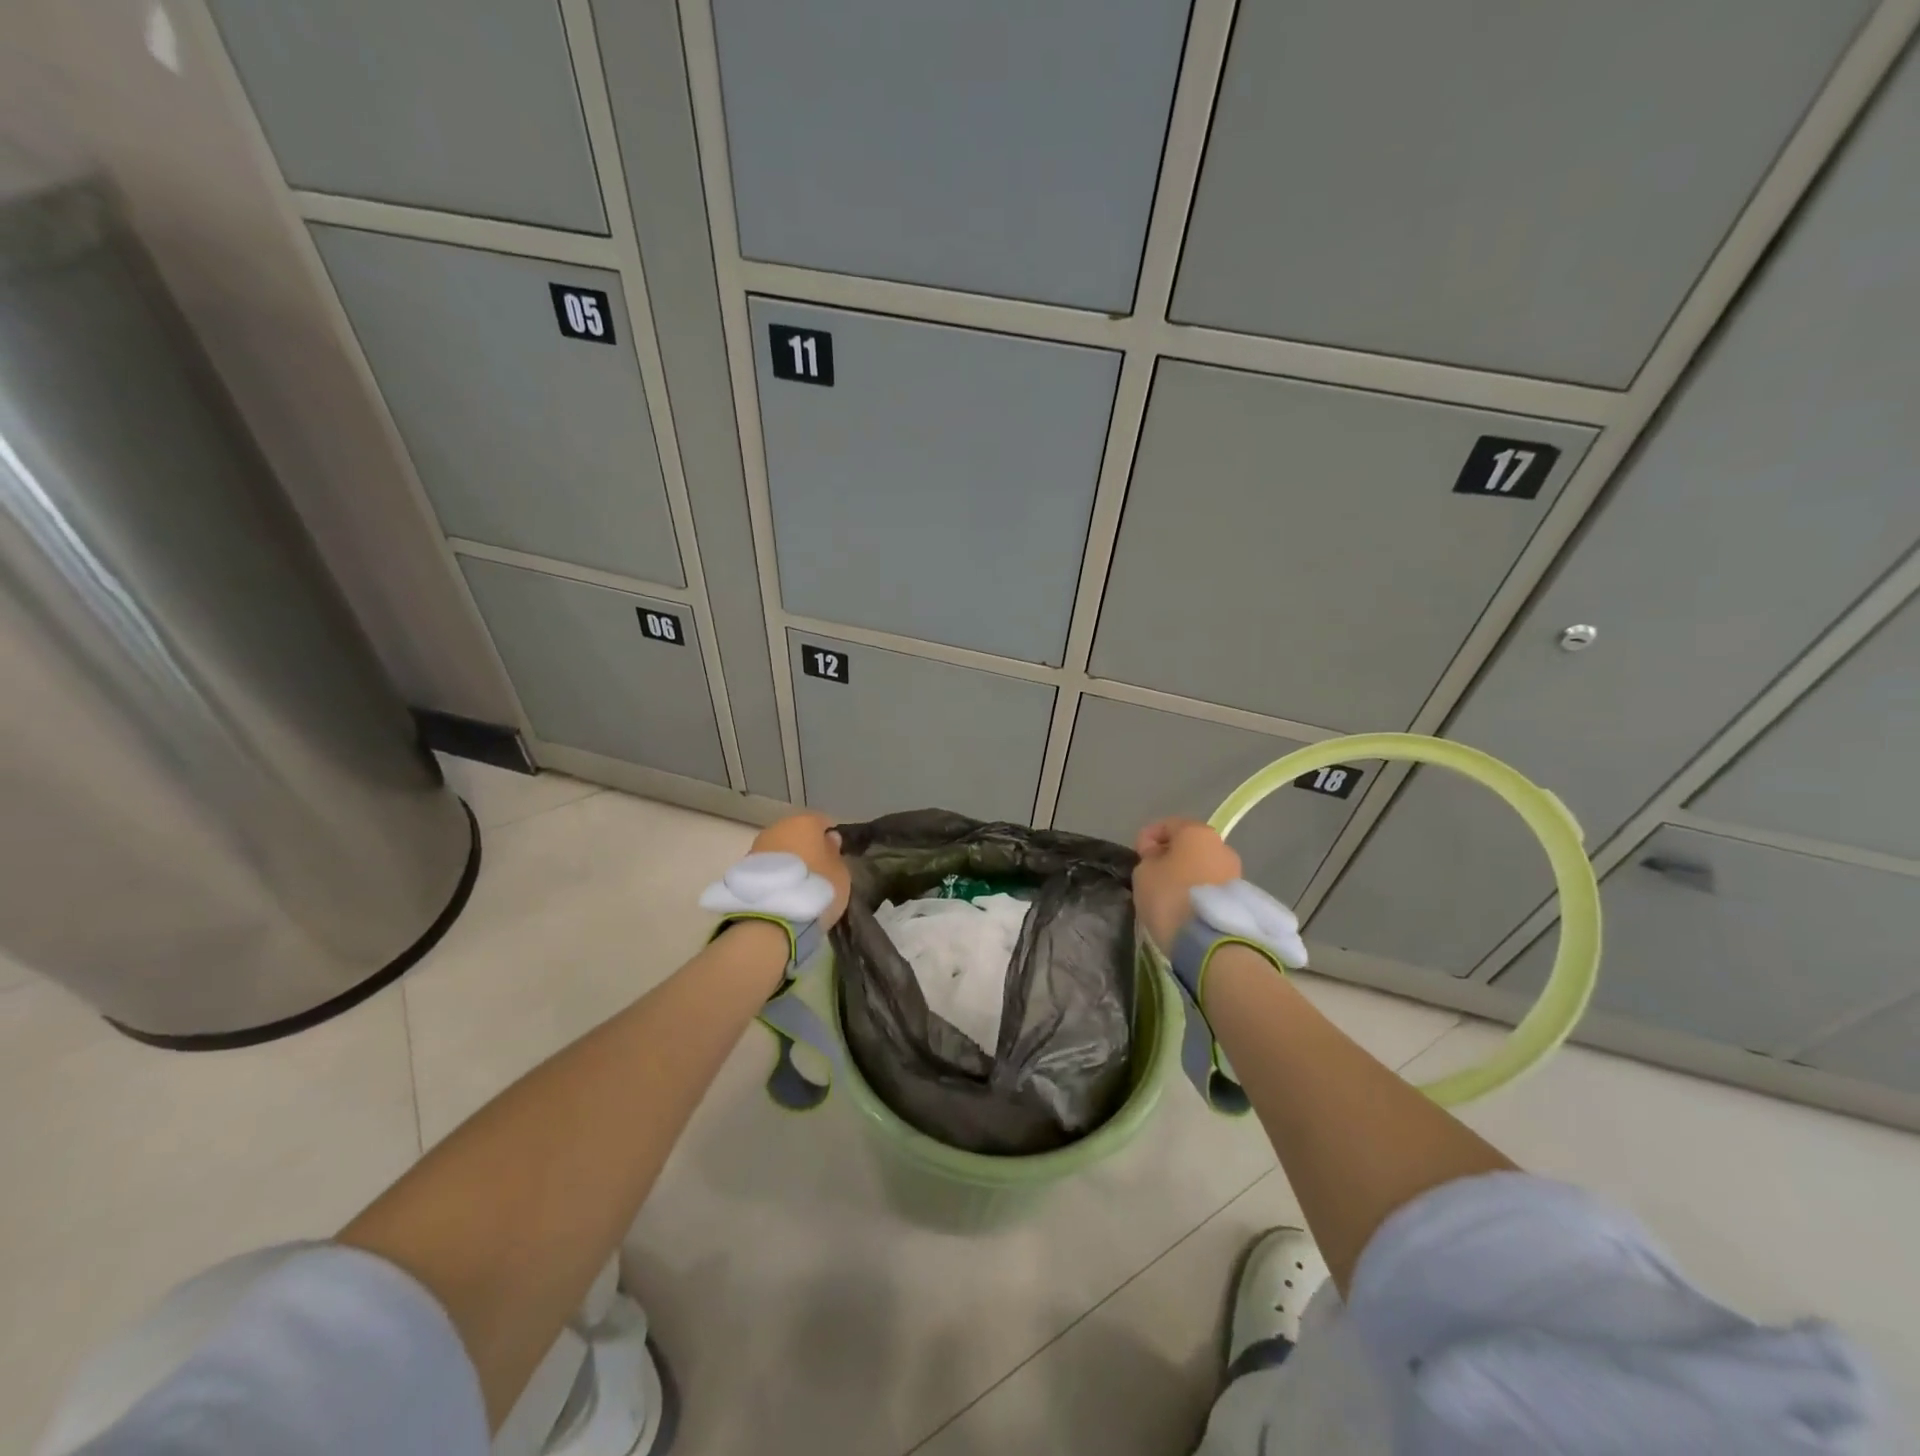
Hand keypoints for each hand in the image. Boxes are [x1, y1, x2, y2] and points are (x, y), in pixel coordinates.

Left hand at [750, 812, 850, 928]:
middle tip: (816, 872)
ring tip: (796, 887)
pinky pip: (765, 868)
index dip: (829, 838)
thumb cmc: (815, 888)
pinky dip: (773, 876)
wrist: (771, 918)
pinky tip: (781, 894)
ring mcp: (756, 847)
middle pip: (796, 834)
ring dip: (787, 863)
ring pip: (778, 850)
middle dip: (805, 849)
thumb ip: (834, 853)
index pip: (822, 822)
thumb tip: (828, 840)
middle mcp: (778, 827)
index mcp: (805, 822)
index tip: (835, 856)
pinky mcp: (742, 869)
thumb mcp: (840, 873)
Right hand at [1132, 817, 1241, 949]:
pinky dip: (1197, 892)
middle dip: (1171, 856)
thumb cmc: (1170, 896)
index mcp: (1197, 832)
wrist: (1209, 941)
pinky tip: (1185, 907)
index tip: (1137, 855)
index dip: (1148, 836)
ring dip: (1186, 875)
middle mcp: (1222, 846)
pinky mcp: (1240, 898)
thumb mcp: (1143, 873)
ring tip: (1169, 895)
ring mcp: (1235, 873)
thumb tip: (1159, 859)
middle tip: (1152, 874)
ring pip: (1203, 866)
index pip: (1168, 824)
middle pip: (1190, 845)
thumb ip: (1149, 859)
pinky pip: (1211, 887)